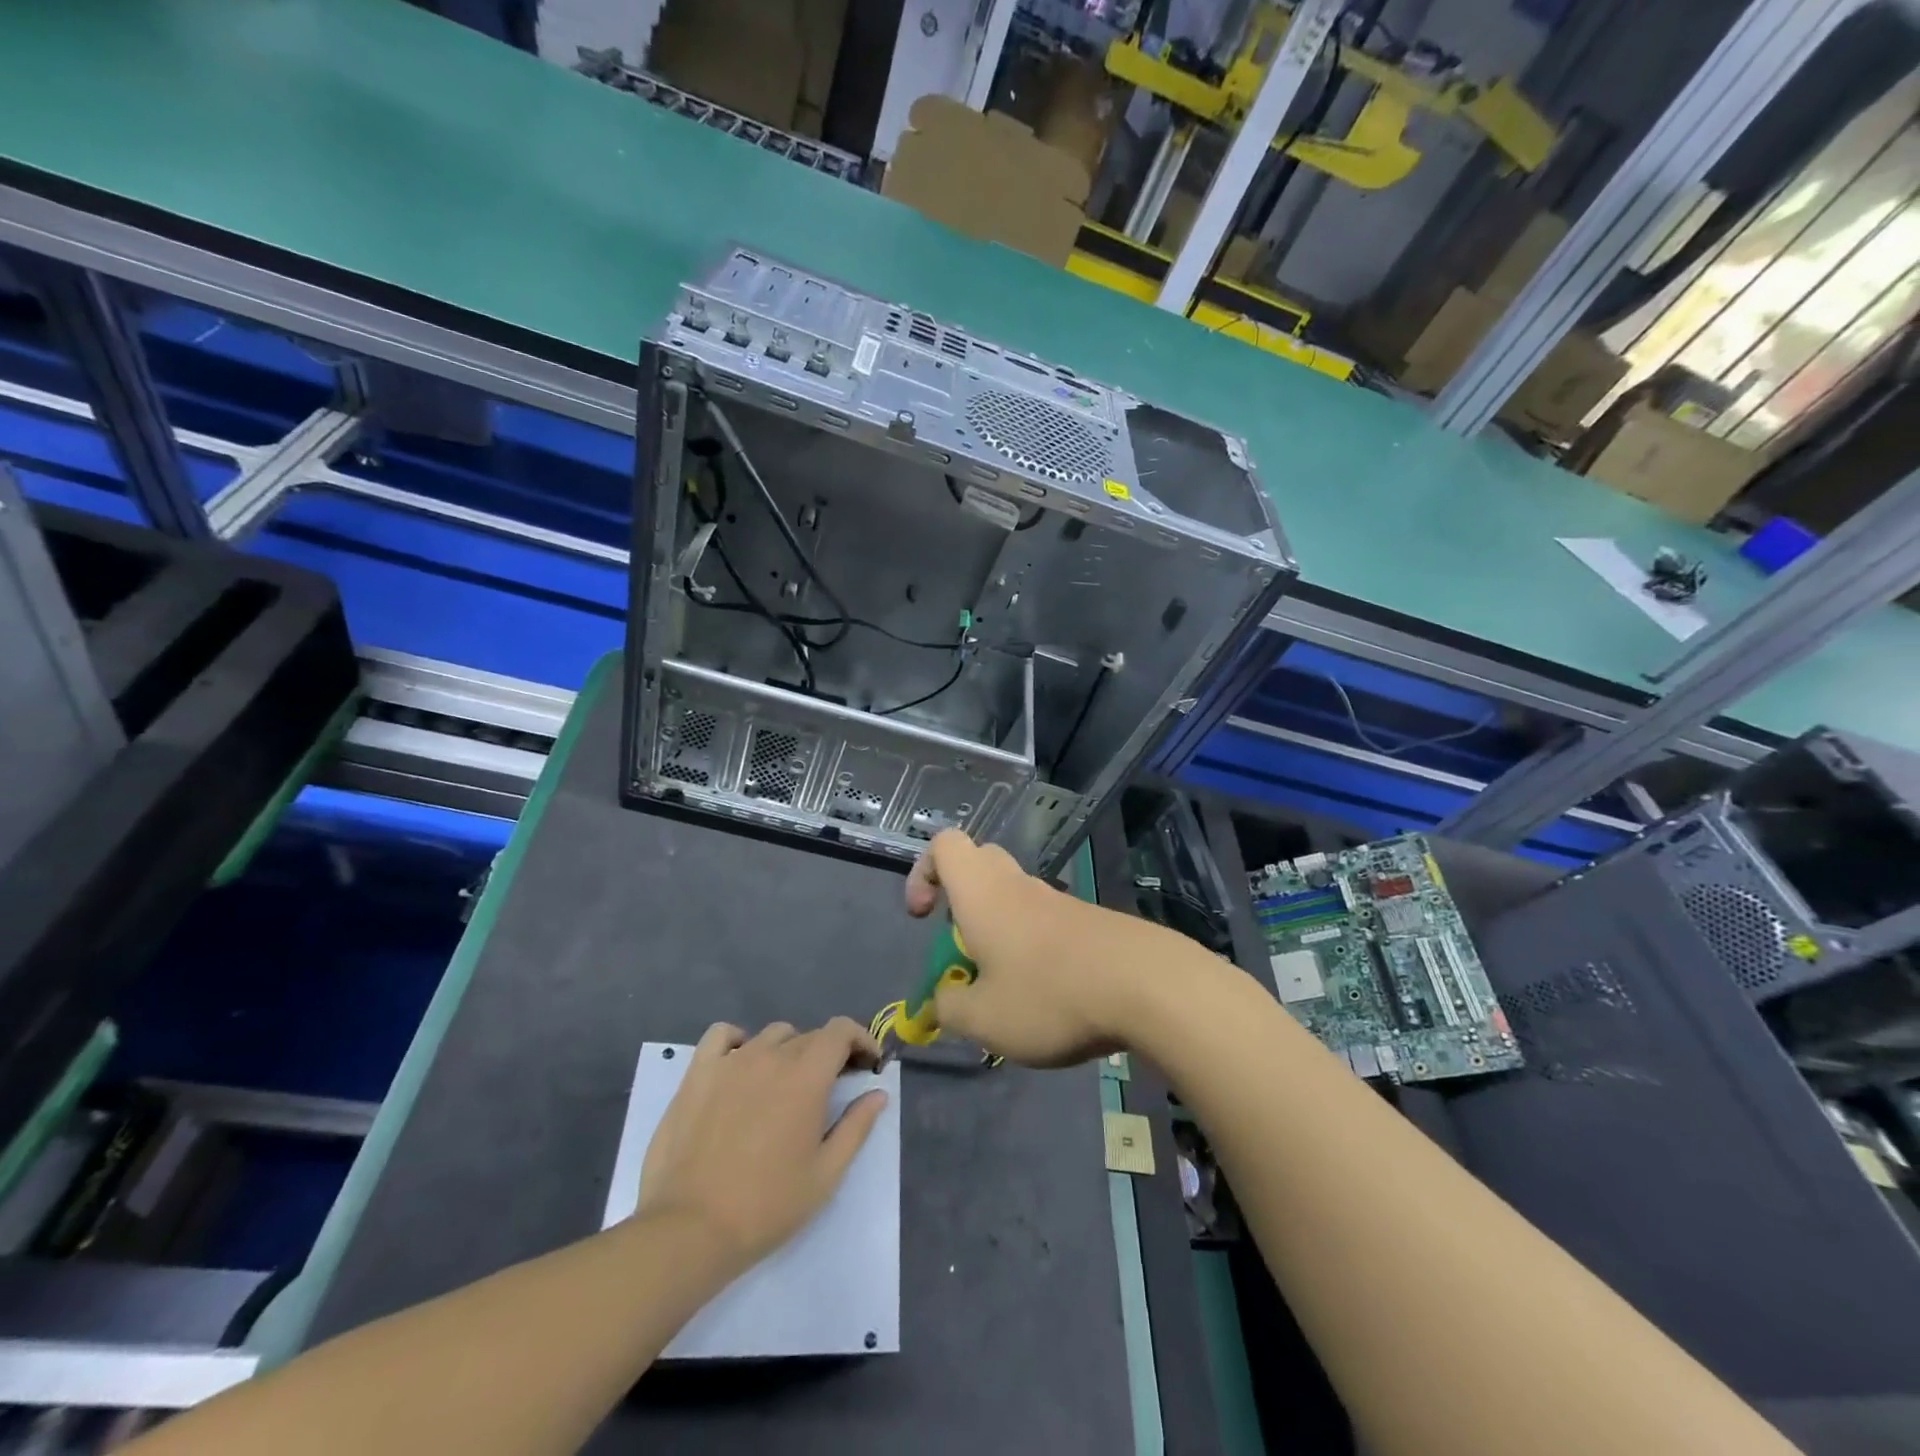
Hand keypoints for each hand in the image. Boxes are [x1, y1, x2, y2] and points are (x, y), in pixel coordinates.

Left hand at [634, 1019, 887, 1273]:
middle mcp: (771, 1056)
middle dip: (828, 1054)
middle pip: (808, 1037)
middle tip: (830, 1087)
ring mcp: (731, 1061)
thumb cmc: (766, 1206)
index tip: (867, 1064)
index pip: (841, 1031)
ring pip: (771, 1036)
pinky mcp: (697, 1073)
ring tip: (785, 1083)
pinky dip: (738, 1041)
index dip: (860, 1039)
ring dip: (788, 1050)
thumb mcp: (825, 1174)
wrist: (690, 1230)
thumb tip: (878, 1093)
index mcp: (807, 1076)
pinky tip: (741, 1064)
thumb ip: (856, 1127)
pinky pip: (722, 1036)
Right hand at [904, 830, 1164, 1066]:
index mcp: (982, 892)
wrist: (1145, 985)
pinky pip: (1045, 921)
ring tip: (1005, 990)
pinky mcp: (1087, 921)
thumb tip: (941, 1001)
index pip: (944, 844)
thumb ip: (950, 1008)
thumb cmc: (1048, 994)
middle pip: (980, 864)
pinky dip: (1033, 948)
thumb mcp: (983, 1018)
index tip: (923, 918)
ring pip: (1014, 897)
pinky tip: (1047, 996)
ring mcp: (1057, 901)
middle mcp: (1017, 885)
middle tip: (963, 948)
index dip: (923, 873)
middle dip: (961, 901)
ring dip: (998, 932)